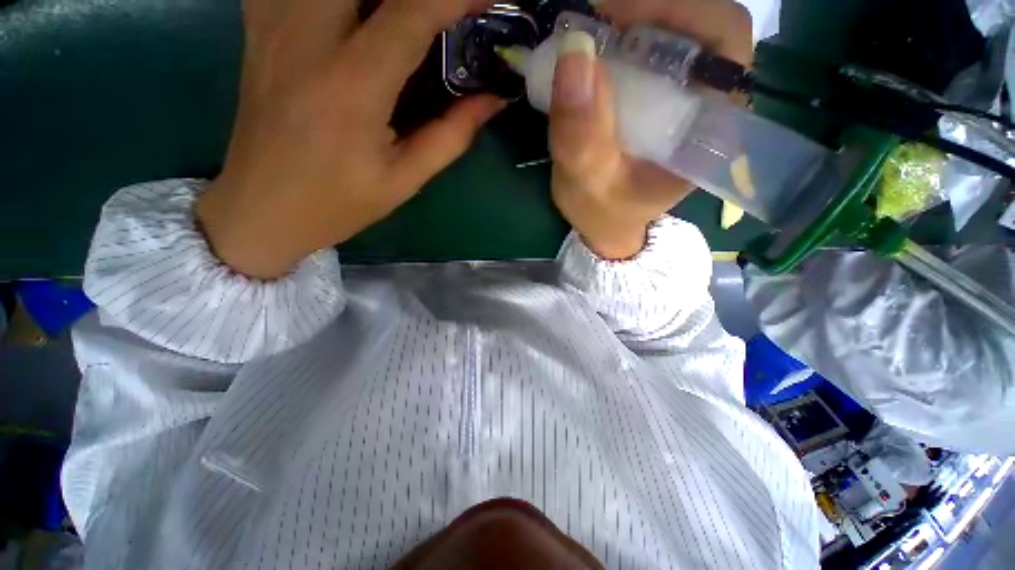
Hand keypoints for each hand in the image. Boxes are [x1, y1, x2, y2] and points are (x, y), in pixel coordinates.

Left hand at [198, 0, 502, 278]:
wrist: (263, 207)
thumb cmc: (339, 202)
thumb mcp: (404, 180)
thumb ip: (451, 136)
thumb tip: (491, 101)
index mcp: (353, 86)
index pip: (411, 14)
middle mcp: (308, 39)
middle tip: (442, 12)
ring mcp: (274, 26)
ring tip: (401, 14)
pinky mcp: (258, 28)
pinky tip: (351, 14)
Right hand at [550, 0, 752, 259]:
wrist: (604, 224)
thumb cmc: (603, 212)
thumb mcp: (588, 183)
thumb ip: (582, 135)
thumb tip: (575, 52)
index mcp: (708, 129)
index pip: (723, 39)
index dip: (677, 10)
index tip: (614, 16)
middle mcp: (706, 105)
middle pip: (698, 26)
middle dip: (646, 12)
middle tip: (593, 24)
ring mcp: (683, 100)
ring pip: (673, 33)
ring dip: (629, 23)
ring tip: (588, 39)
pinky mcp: (660, 100)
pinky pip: (648, 51)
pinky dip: (619, 39)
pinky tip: (592, 54)